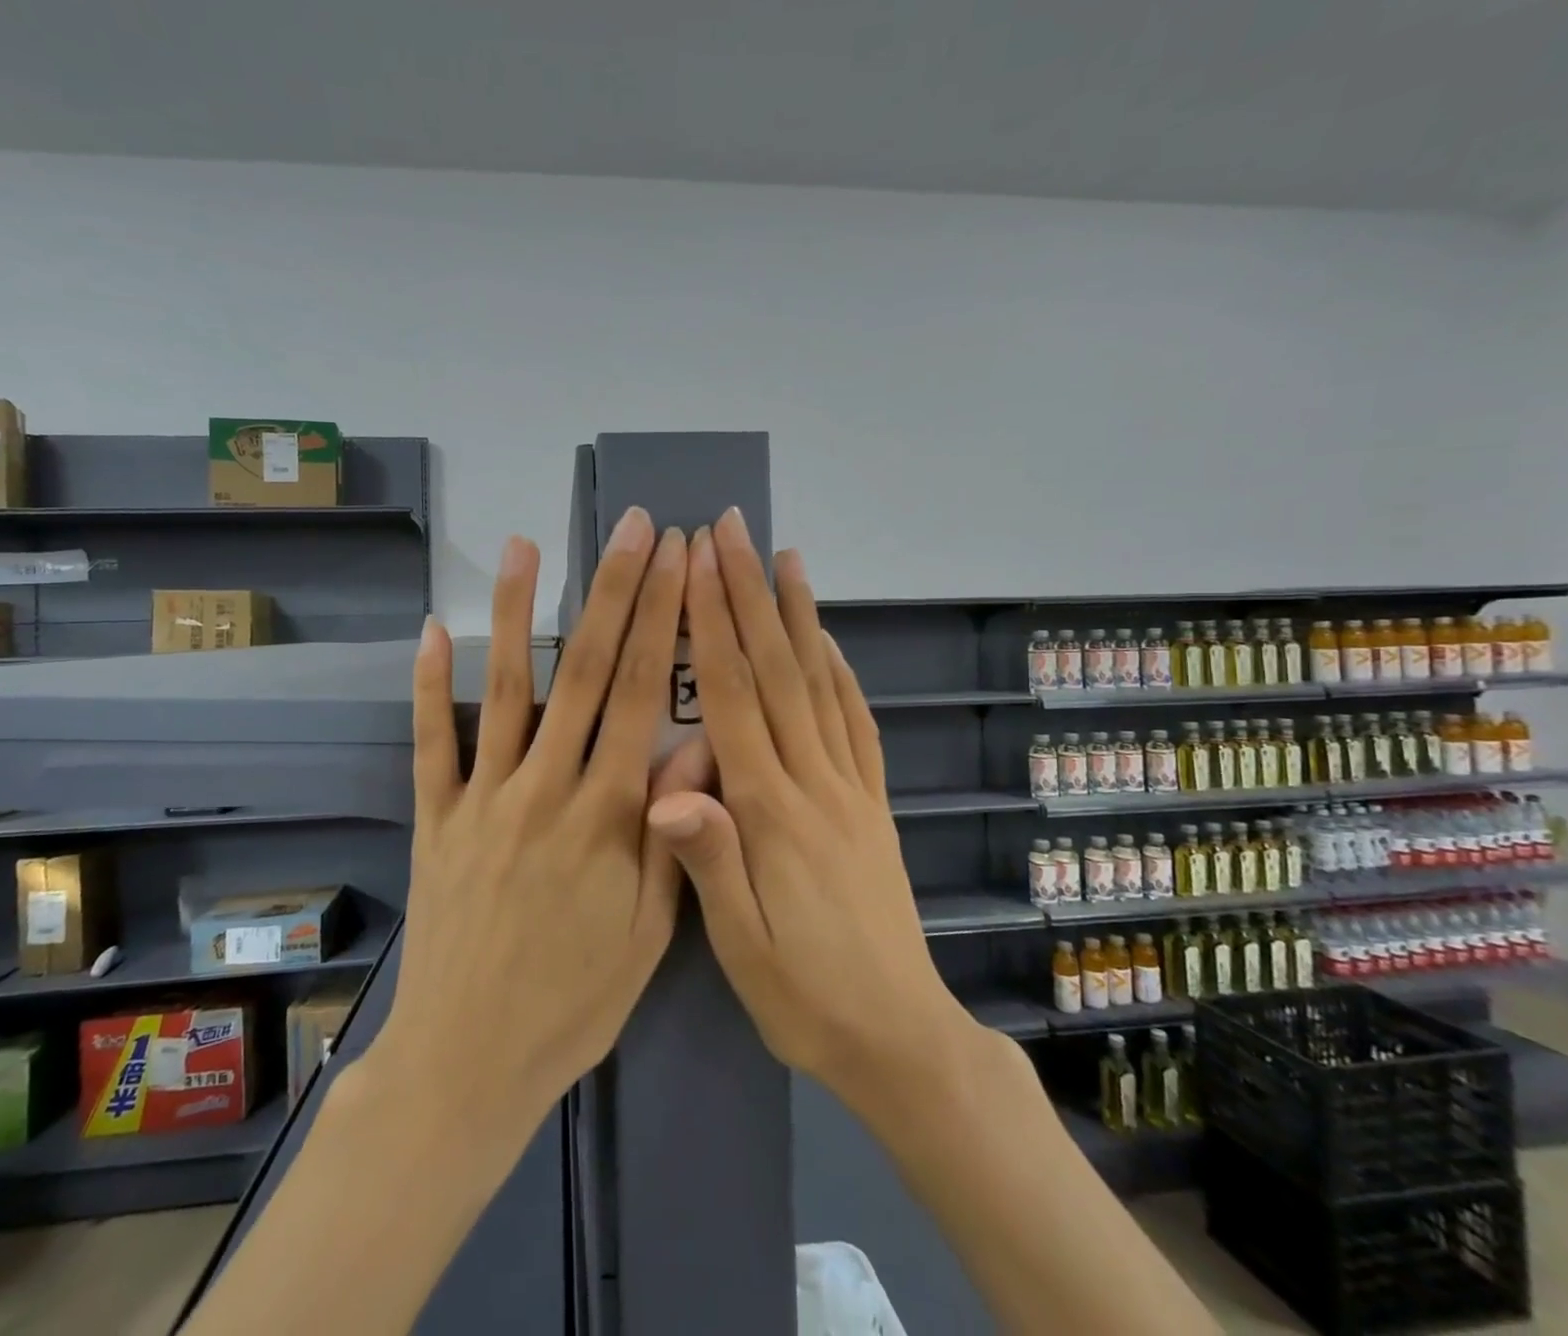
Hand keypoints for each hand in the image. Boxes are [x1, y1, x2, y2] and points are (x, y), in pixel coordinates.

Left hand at [374, 510, 697, 1125]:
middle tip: (629, 527)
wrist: (468, 1062)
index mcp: (609, 815)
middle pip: (584, 672)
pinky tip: (433, 630)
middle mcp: (545, 788)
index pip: (642, 695)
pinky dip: (430, 685)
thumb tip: (697, 744)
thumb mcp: (649, 931)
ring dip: (516, 613)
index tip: (677, 562)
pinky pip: (431, 742)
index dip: (662, 621)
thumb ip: (674, 832)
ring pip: (506, 690)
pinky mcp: (436, 818)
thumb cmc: (574, 1001)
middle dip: (612, 591)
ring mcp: (483, 798)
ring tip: (526, 546)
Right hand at [647, 511, 968, 1112]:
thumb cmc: (804, 995)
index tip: (701, 563)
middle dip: (751, 594)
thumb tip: (668, 793)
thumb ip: (709, 863)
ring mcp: (851, 788)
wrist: (899, 1037)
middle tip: (735, 530)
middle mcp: (814, 782)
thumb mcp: (742, 947)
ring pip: (820, 684)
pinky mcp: (872, 803)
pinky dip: (842, 673)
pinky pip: (857, 724)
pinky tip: (831, 642)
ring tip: (787, 558)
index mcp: (770, 811)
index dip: (714, 625)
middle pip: (777, 671)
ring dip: (800, 616)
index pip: (734, 698)